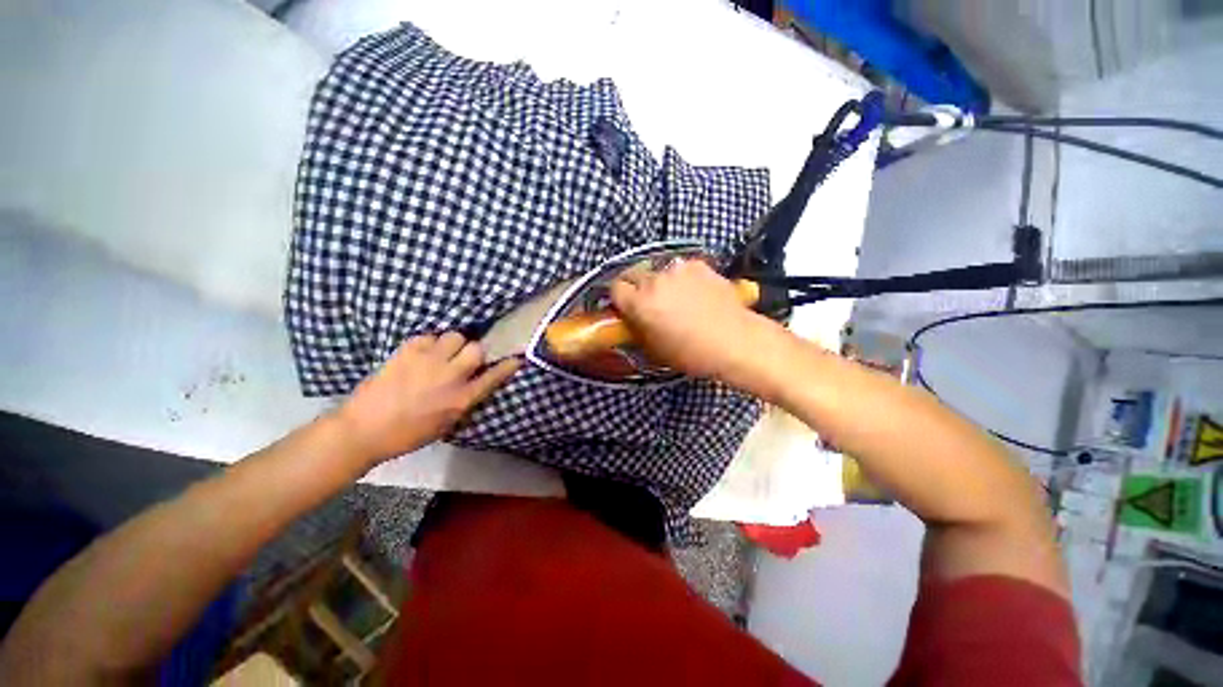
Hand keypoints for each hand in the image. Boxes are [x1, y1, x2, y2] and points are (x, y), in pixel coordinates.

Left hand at [334, 333, 520, 465]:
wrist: (363, 430)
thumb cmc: (408, 434)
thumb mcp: (446, 424)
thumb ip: (466, 400)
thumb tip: (477, 382)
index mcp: (461, 399)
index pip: (494, 376)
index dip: (508, 365)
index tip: (517, 358)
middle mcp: (450, 377)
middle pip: (477, 349)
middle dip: (474, 353)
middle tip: (463, 360)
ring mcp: (428, 361)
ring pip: (455, 336)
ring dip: (453, 344)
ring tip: (442, 354)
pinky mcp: (407, 351)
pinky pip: (429, 336)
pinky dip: (430, 343)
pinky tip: (422, 354)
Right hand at [610, 259, 789, 393]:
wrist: (735, 341)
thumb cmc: (691, 353)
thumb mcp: (654, 349)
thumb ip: (637, 328)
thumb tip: (632, 317)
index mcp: (639, 303)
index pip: (615, 288)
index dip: (620, 298)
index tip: (626, 307)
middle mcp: (654, 280)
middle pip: (633, 274)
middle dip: (636, 287)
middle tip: (649, 302)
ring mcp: (677, 269)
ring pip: (657, 270)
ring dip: (660, 282)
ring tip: (676, 297)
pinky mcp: (698, 265)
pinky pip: (680, 268)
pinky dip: (682, 278)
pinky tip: (695, 292)